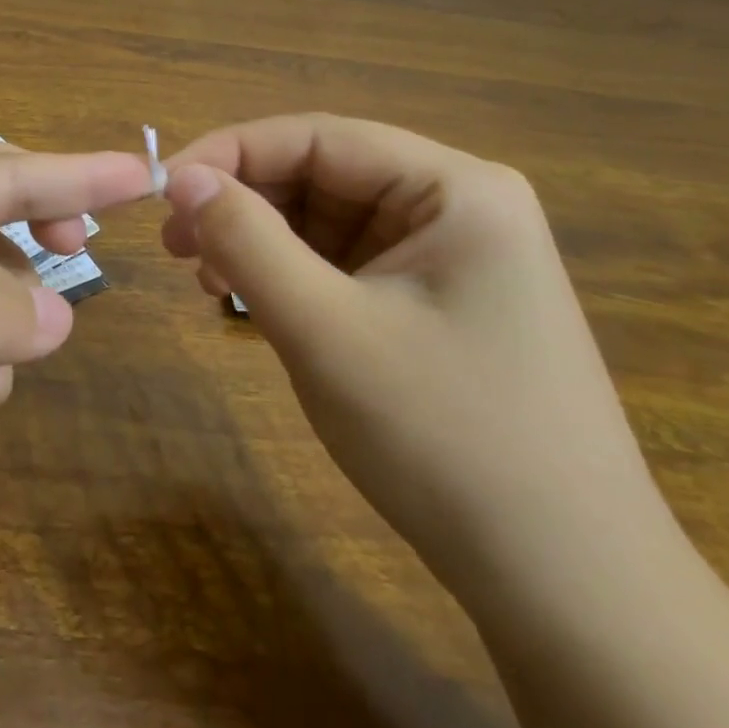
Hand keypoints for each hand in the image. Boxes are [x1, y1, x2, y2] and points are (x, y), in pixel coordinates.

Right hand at [162, 114, 675, 600]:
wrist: (567, 590)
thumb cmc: (446, 442)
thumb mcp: (326, 330)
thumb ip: (246, 240)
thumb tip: (180, 177)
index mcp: (455, 188)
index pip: (318, 137)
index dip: (230, 153)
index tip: (161, 188)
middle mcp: (457, 206)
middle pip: (323, 176)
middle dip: (243, 203)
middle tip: (173, 244)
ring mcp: (449, 257)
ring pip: (327, 221)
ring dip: (260, 241)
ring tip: (205, 279)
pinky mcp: (435, 302)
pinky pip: (345, 264)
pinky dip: (290, 275)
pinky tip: (251, 302)